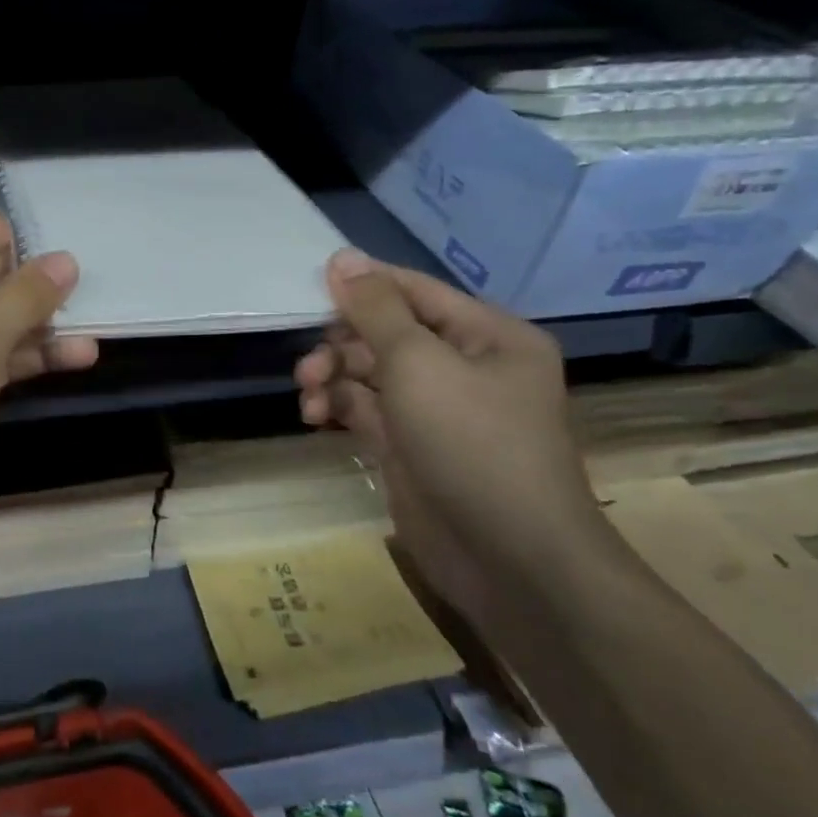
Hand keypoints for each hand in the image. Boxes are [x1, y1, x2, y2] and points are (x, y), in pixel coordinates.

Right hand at [293, 249, 609, 632]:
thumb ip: (375, 308)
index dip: (360, 286)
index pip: (412, 290)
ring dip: (332, 377)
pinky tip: (315, 418)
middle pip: (384, 332)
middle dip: (341, 343)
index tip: (308, 290)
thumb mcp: (418, 363)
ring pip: (368, 372)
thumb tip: (342, 257)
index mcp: (486, 335)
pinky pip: (365, 408)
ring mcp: (436, 409)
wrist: (509, 560)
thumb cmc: (472, 443)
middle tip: (309, 367)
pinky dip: (337, 407)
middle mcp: (464, 365)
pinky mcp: (410, 445)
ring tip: (309, 398)